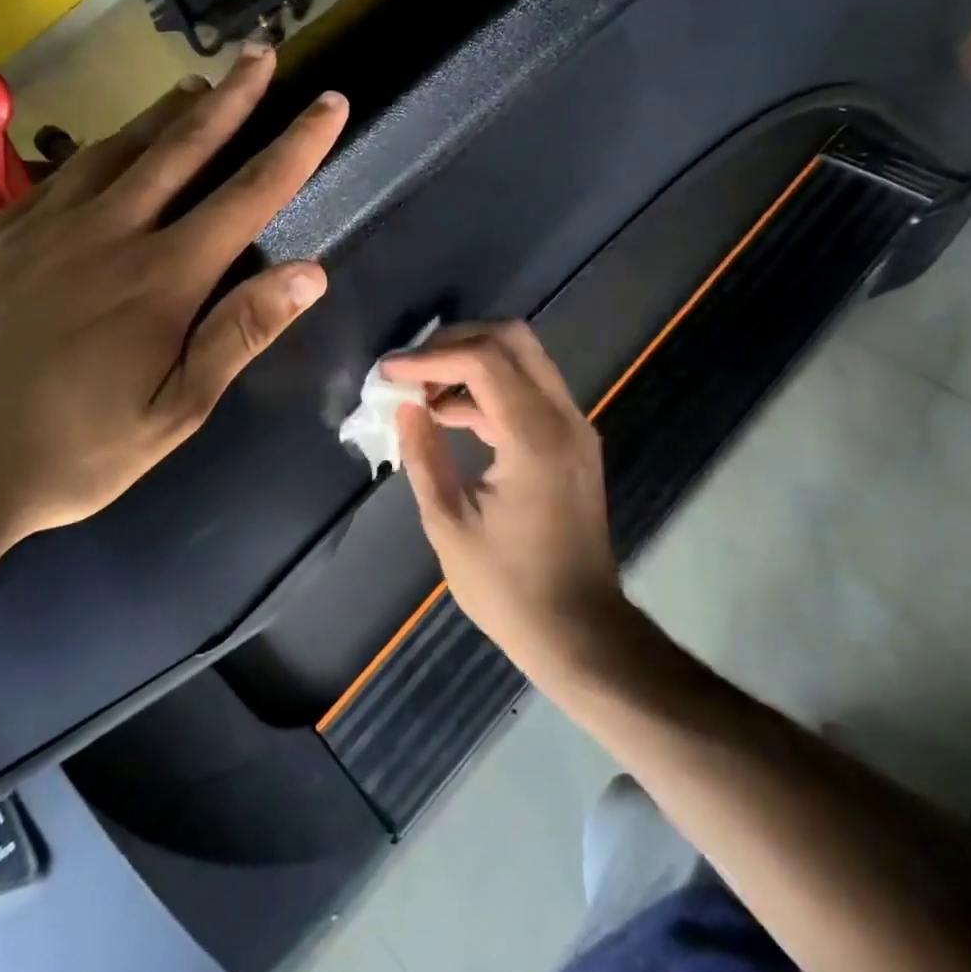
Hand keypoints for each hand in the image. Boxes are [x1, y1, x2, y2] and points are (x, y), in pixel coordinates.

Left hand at [0, 44, 347, 593]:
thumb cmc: (64, 454)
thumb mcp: (171, 414)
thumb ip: (238, 336)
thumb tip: (310, 273)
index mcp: (160, 278)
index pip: (248, 194)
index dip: (297, 145)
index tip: (329, 102)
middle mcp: (105, 231)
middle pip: (181, 147)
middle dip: (231, 97)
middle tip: (260, 54)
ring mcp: (38, 225)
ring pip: (115, 149)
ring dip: (164, 115)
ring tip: (193, 89)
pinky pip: (56, 178)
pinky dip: (96, 154)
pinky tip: (101, 157)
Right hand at [384, 322, 624, 674]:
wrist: (581, 632)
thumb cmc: (509, 588)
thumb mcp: (450, 524)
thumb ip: (423, 455)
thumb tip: (404, 407)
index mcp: (535, 438)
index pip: (482, 361)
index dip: (429, 358)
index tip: (389, 374)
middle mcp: (563, 419)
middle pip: (512, 339)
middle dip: (455, 341)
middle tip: (412, 367)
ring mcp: (573, 428)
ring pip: (523, 359)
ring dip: (471, 362)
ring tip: (421, 391)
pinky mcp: (571, 443)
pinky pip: (528, 390)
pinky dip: (489, 388)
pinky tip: (449, 415)